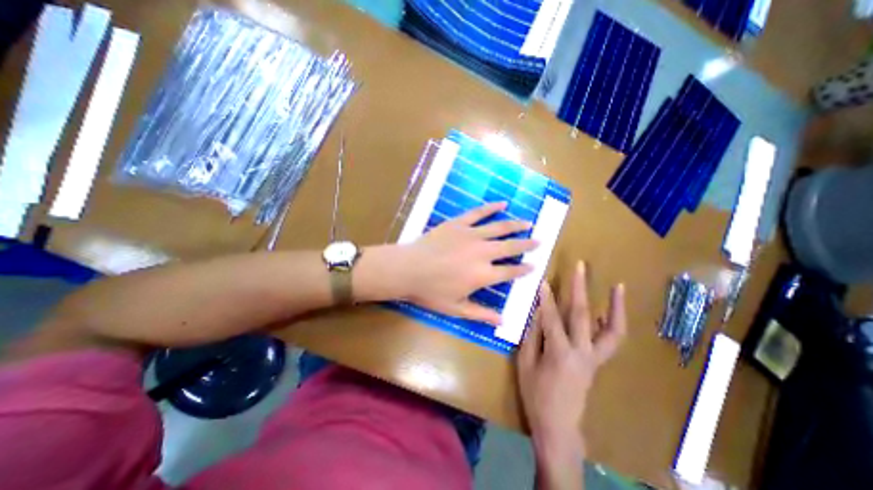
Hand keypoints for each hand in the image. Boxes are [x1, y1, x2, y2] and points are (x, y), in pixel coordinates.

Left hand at [399, 201, 538, 323]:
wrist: (408, 269)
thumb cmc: (430, 291)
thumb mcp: (456, 308)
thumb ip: (481, 313)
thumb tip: (503, 321)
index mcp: (483, 275)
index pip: (510, 271)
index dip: (523, 269)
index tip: (534, 265)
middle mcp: (482, 253)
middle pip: (510, 247)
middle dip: (526, 244)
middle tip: (539, 241)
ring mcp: (471, 235)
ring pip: (499, 228)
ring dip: (515, 225)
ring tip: (528, 223)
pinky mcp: (458, 223)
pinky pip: (478, 213)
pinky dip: (491, 208)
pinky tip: (502, 204)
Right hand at [516, 265, 627, 454]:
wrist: (559, 427)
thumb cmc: (536, 395)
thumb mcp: (525, 363)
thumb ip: (532, 335)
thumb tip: (536, 312)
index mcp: (559, 353)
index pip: (551, 317)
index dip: (545, 297)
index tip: (543, 279)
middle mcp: (582, 352)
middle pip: (582, 314)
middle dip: (580, 287)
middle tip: (580, 266)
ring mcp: (594, 358)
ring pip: (612, 330)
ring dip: (615, 307)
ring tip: (618, 286)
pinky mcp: (598, 363)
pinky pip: (610, 340)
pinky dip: (610, 322)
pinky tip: (605, 311)